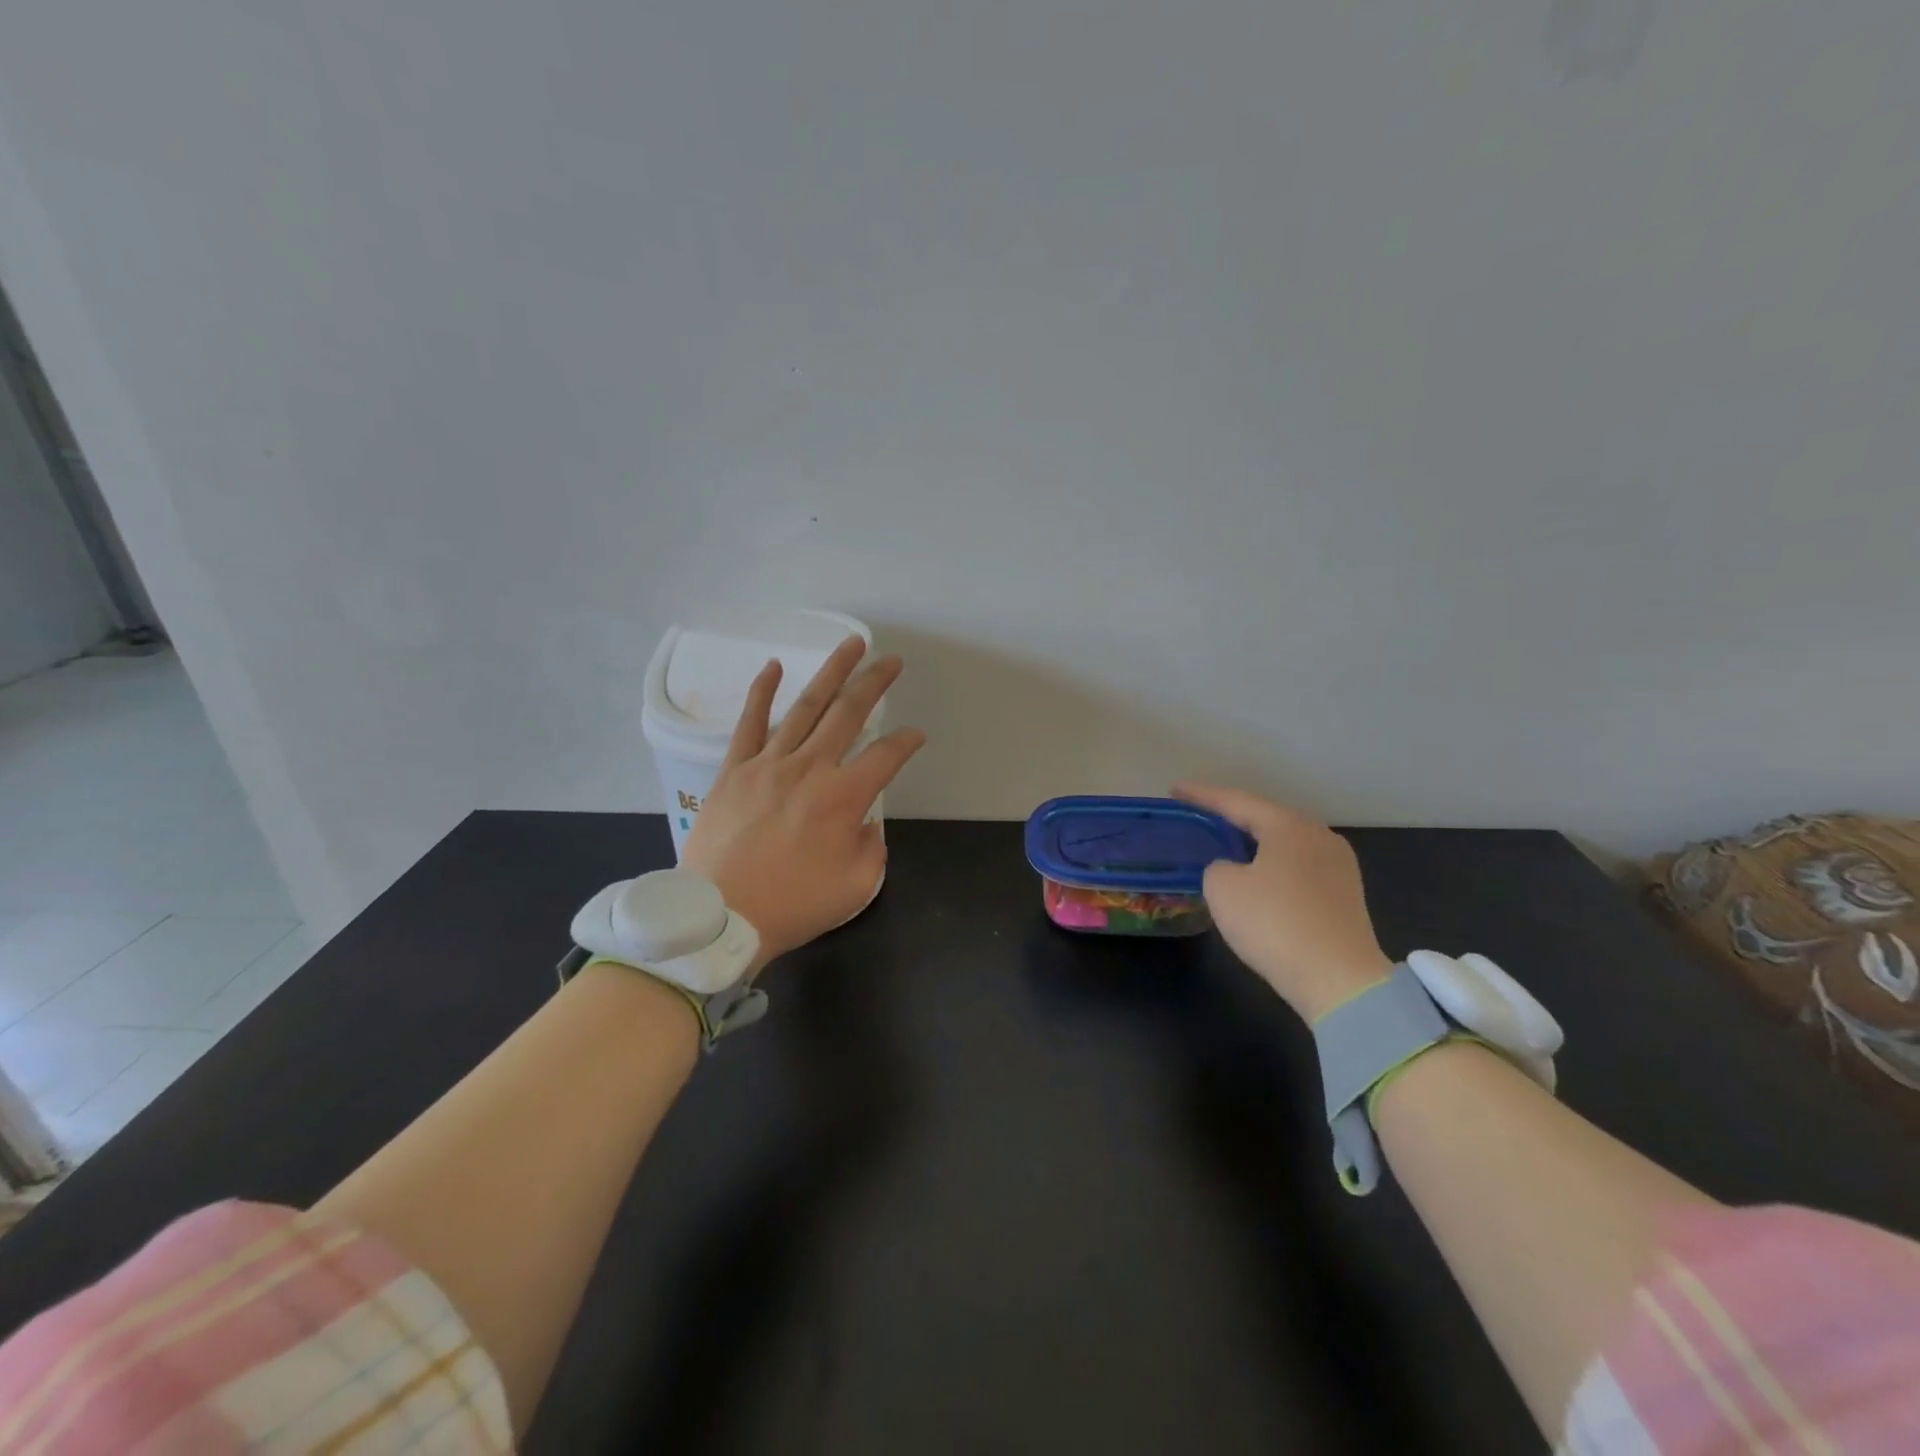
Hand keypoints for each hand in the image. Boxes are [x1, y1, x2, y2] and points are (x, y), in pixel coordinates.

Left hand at [682, 636, 925, 969]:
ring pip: (806, 706)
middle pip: (850, 713)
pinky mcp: (735, 769)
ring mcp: (769, 763)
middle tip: (893, 660)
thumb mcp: (857, 886)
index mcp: (844, 797)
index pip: (887, 755)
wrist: (720, 917)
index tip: (915, 736)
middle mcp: (811, 768)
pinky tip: (774, 666)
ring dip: (833, 672)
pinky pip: (750, 722)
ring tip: (852, 645)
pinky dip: (762, 691)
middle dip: (876, 682)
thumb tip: (862, 823)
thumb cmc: (793, 905)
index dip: (907, 742)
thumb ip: (871, 847)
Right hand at [1173, 784, 1394, 1021]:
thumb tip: (1233, 870)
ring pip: (1285, 845)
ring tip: (1226, 847)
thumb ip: (1217, 866)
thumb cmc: (1274, 923)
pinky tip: (1258, 880)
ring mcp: (1339, 867)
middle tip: (1201, 817)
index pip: (1236, 801)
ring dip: (1254, 845)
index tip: (1175, 789)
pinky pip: (1298, 870)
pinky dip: (1272, 869)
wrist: (1339, 980)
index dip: (1201, 795)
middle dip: (1232, 818)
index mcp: (1289, 825)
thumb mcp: (1222, 888)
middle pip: (1266, 819)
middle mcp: (1319, 836)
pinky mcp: (1345, 897)